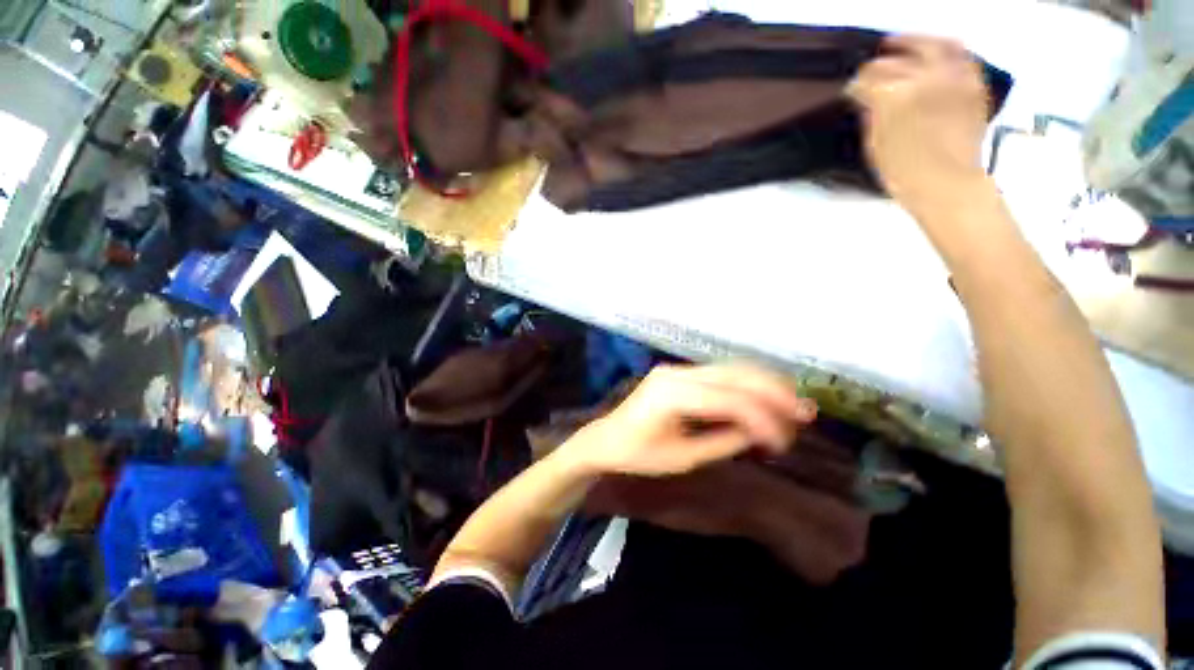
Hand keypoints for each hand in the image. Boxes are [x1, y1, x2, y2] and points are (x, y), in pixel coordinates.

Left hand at [563, 365, 817, 477]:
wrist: (606, 438)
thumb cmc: (638, 455)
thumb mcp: (683, 458)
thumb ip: (724, 441)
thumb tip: (762, 432)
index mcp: (671, 394)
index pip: (728, 400)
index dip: (763, 418)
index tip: (785, 442)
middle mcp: (676, 373)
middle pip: (734, 374)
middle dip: (773, 392)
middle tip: (805, 414)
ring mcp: (677, 369)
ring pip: (730, 367)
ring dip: (764, 383)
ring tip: (793, 403)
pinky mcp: (679, 373)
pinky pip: (719, 372)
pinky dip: (746, 382)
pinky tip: (765, 394)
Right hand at [848, 36, 991, 215]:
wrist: (947, 184)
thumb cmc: (904, 173)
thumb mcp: (875, 146)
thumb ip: (871, 116)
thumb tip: (868, 100)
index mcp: (894, 97)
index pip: (868, 79)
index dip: (856, 85)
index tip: (851, 91)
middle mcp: (925, 78)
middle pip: (896, 58)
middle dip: (879, 63)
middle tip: (871, 68)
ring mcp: (953, 78)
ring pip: (933, 44)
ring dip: (915, 42)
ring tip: (904, 46)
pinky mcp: (973, 84)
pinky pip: (961, 56)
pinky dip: (946, 51)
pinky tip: (936, 57)